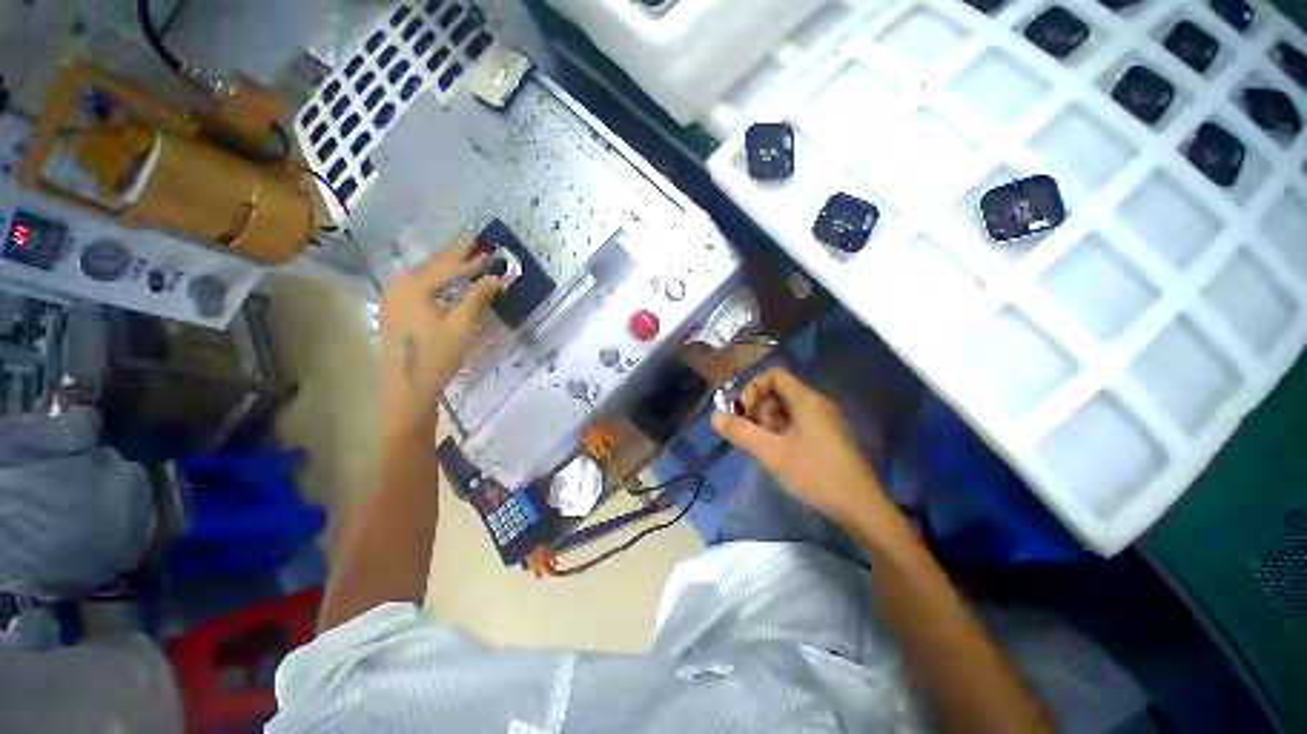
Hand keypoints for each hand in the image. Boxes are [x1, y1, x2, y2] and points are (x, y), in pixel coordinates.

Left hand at [378, 238, 501, 436]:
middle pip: (431, 264)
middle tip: (473, 241)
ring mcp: (393, 299)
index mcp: (415, 287)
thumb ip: (479, 297)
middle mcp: (400, 286)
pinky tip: (442, 280)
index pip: (449, 268)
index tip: (492, 254)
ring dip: (444, 264)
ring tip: (461, 255)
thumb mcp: (463, 326)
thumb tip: (497, 277)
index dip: (472, 261)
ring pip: (423, 273)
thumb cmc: (437, 356)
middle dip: (455, 254)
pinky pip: (417, 284)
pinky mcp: (394, 311)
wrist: (408, 388)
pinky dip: (434, 277)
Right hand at [712, 368, 886, 526]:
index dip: (752, 389)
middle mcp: (817, 404)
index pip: (773, 375)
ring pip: (787, 410)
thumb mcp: (770, 452)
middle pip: (779, 392)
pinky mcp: (828, 438)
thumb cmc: (814, 473)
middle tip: (754, 435)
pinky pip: (798, 424)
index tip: (742, 414)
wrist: (860, 508)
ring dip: (769, 424)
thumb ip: (740, 431)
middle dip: (759, 410)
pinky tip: (780, 456)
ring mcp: (824, 421)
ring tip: (765, 449)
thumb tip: (715, 416)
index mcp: (806, 399)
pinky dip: (782, 433)